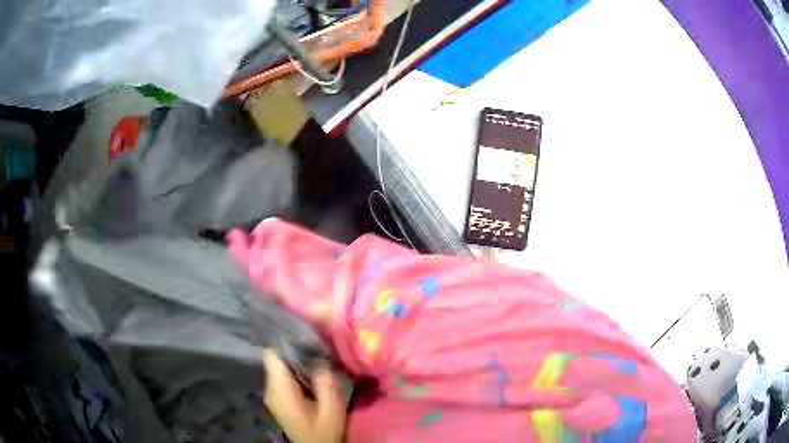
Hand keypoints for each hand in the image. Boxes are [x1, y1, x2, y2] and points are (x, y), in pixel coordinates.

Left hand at [263, 349, 345, 442]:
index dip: (286, 340)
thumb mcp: (332, 409)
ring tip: (317, 355)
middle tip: (318, 344)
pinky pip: (283, 376)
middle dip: (295, 348)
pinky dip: (296, 370)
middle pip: (276, 358)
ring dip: (297, 360)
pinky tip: (312, 372)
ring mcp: (272, 394)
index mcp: (279, 389)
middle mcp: (270, 388)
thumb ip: (327, 383)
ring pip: (279, 366)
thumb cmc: (323, 432)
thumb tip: (322, 359)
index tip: (306, 333)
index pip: (272, 354)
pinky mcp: (278, 398)